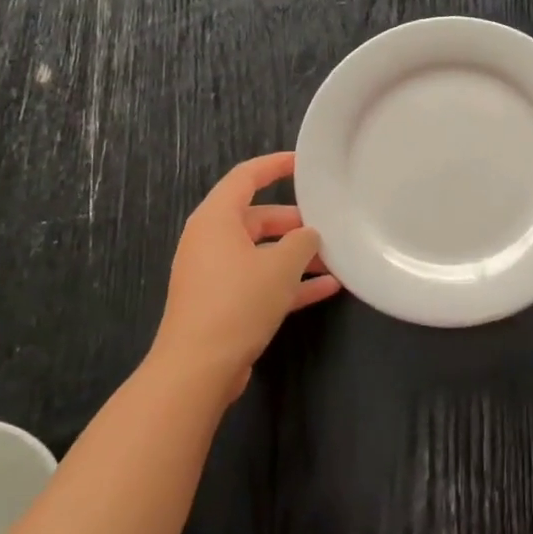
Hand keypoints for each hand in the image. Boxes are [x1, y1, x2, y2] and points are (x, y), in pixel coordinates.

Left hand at [150, 151, 340, 405]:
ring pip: (261, 252)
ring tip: (334, 258)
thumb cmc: (238, 302)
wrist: (197, 370)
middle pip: (257, 217)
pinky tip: (326, 289)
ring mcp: (214, 274)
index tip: (305, 163)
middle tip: (328, 223)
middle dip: (294, 221)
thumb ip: (302, 242)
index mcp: (216, 219)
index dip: (275, 165)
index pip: (246, 177)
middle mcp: (210, 241)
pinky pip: (259, 281)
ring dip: (296, 256)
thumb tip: (308, 235)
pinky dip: (287, 282)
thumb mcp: (281, 265)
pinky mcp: (221, 304)